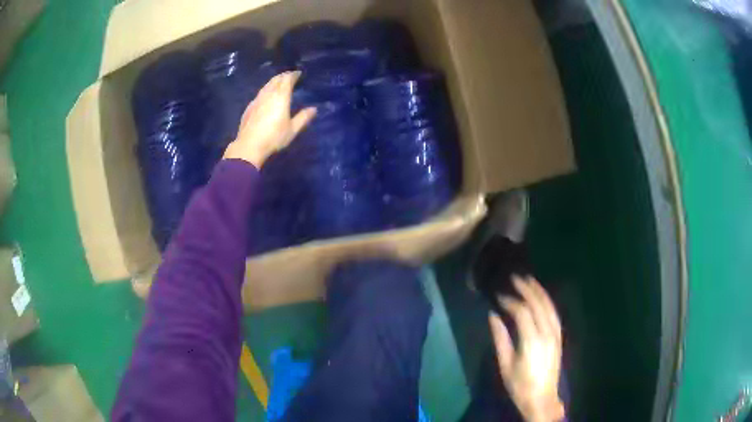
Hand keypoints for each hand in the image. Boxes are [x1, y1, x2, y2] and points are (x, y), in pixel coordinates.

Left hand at [223, 70, 316, 167]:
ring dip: (274, 82)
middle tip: (290, 76)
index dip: (294, 74)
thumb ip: (303, 117)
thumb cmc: (274, 137)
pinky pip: (260, 93)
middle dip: (284, 76)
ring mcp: (257, 100)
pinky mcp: (249, 107)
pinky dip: (266, 90)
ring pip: (266, 85)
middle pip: (276, 79)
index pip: (287, 79)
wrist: (249, 146)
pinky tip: (267, 96)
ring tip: (279, 83)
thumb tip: (314, 109)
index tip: (299, 73)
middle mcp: (268, 94)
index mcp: (280, 96)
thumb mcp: (292, 129)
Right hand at [490, 276, 564, 421]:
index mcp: (531, 340)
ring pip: (549, 307)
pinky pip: (554, 314)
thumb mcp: (505, 364)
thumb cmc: (519, 384)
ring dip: (540, 292)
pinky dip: (548, 302)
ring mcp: (555, 334)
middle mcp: (546, 333)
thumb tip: (492, 316)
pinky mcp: (559, 338)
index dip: (510, 301)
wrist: (541, 398)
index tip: (499, 296)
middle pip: (538, 305)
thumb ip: (500, 338)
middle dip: (527, 289)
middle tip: (515, 277)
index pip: (521, 312)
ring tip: (530, 280)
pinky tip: (542, 298)